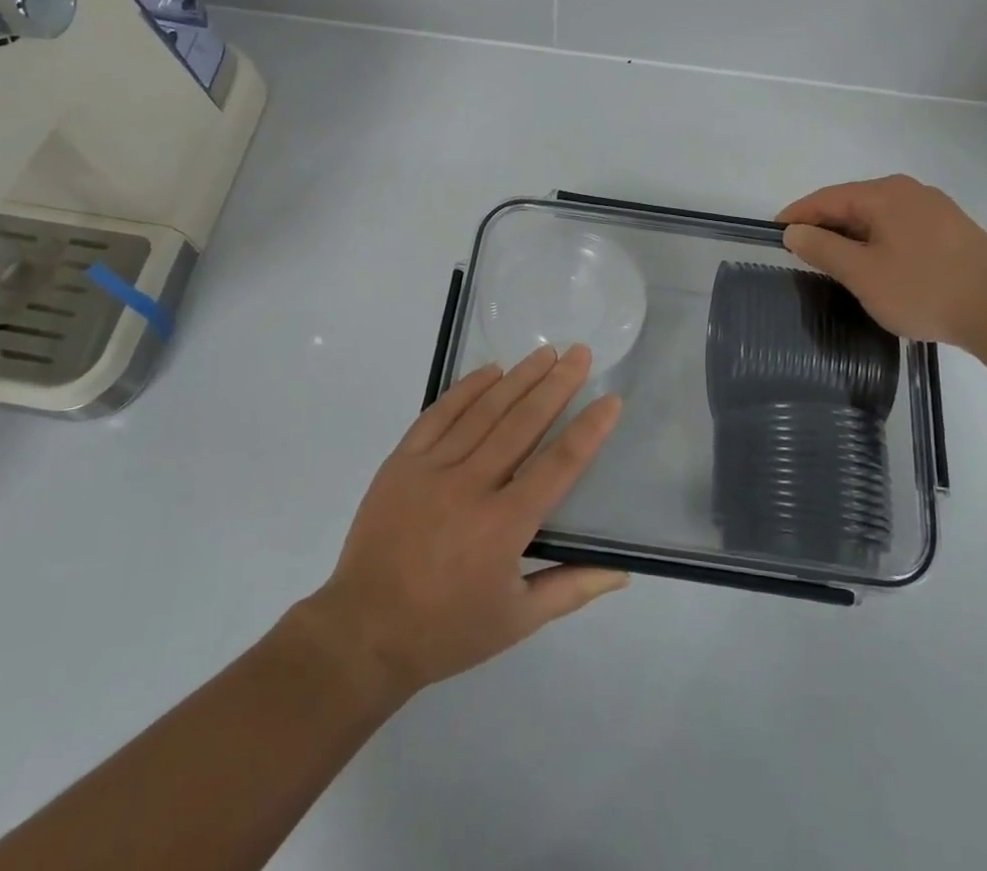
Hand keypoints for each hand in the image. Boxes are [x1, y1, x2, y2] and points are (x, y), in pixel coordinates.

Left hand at [302, 345, 625, 701]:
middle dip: (556, 385)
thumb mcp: (517, 620)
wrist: (363, 632)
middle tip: (580, 353)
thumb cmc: (447, 630)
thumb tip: (623, 572)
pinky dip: (466, 389)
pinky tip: (491, 370)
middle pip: (523, 424)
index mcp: (504, 526)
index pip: (558, 465)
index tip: (610, 400)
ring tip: (545, 353)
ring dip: (518, 378)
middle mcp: (471, 487)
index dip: (588, 430)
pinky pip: (438, 414)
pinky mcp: (402, 462)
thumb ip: (572, 588)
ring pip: (484, 411)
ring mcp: (432, 469)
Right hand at [778, 174, 986, 345]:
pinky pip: (900, 229)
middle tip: (801, 253)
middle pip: (852, 204)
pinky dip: (878, 244)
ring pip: (878, 218)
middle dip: (824, 227)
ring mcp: (935, 210)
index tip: (774, 233)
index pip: (826, 198)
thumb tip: (793, 232)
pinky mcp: (952, 232)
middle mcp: (909, 192)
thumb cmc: (924, 289)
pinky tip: (876, 268)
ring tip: (834, 264)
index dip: (797, 215)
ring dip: (852, 238)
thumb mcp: (862, 274)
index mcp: (884, 194)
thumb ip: (822, 249)